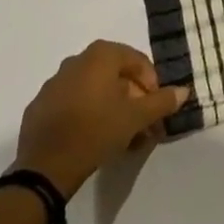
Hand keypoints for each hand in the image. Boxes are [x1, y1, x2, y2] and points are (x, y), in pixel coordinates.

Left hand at [14, 41, 189, 198]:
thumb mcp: (135, 118)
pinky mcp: (39, 107)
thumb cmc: (95, 132)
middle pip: (115, 76)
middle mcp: (76, 60)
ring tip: (121, 138)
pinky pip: (72, 104)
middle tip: (142, 127)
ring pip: (93, 91)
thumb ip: (161, 102)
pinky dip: (87, 115)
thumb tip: (183, 91)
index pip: (137, 62)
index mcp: (100, 55)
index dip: (152, 85)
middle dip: (133, 100)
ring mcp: (54, 83)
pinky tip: (93, 140)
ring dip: (111, 109)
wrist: (44, 168)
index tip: (156, 111)